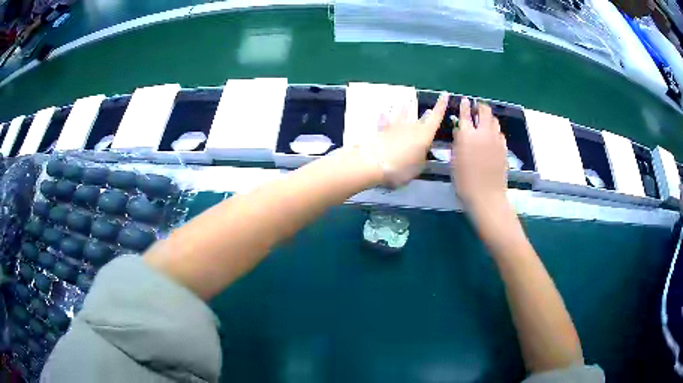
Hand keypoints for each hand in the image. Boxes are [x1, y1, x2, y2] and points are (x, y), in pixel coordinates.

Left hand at [370, 93, 448, 186]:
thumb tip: (421, 153)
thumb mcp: (418, 167)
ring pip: (402, 113)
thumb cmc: (403, 167)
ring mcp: (396, 126)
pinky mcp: (383, 129)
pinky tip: (382, 112)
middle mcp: (412, 126)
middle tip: (428, 111)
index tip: (445, 95)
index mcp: (425, 134)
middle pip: (420, 117)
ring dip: (405, 107)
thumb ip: (422, 157)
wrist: (376, 162)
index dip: (441, 105)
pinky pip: (385, 120)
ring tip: (406, 101)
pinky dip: (384, 117)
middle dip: (426, 114)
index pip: (436, 117)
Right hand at [451, 98, 507, 209]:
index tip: (464, 101)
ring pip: (494, 121)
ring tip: (484, 121)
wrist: (487, 196)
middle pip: (485, 111)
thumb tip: (459, 131)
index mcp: (467, 135)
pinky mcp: (504, 148)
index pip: (465, 114)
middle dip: (480, 107)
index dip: (464, 106)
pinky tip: (492, 137)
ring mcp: (496, 140)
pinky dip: (495, 131)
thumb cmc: (465, 181)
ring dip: (489, 118)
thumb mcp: (454, 161)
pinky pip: (500, 133)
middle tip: (476, 108)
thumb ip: (457, 143)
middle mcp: (483, 133)